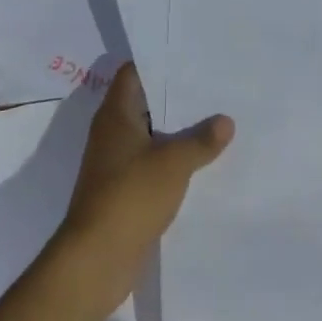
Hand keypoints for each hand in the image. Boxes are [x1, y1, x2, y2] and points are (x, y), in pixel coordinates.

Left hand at [54, 62, 233, 315]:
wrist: (94, 263)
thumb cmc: (129, 197)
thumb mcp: (173, 163)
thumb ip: (201, 139)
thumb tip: (226, 120)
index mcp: (116, 114)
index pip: (134, 72)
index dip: (160, 62)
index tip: (191, 57)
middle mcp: (112, 133)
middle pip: (146, 102)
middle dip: (176, 96)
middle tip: (213, 85)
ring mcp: (115, 164)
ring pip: (151, 135)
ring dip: (177, 131)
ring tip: (215, 118)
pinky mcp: (122, 192)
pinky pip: (152, 164)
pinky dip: (172, 160)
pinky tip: (201, 160)